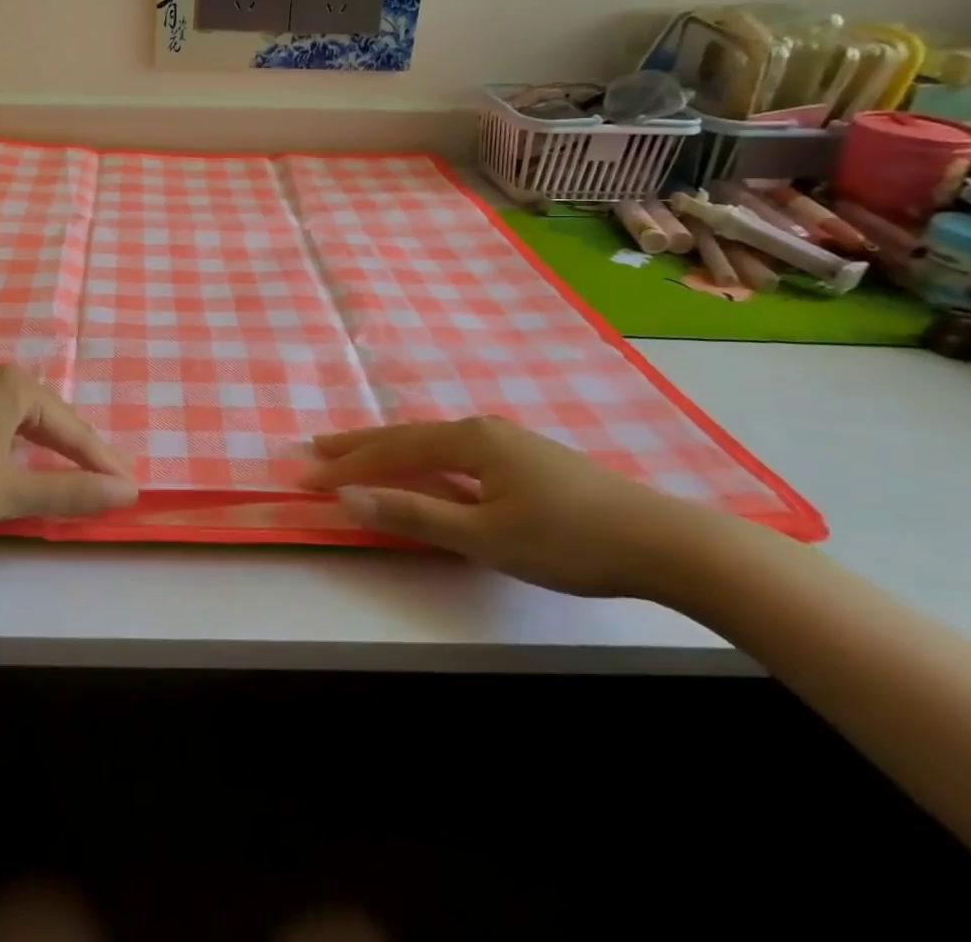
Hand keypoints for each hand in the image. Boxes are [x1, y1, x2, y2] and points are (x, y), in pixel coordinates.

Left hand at [0, 365, 138, 538]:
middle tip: (108, 484)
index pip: (73, 428)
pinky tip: (17, 463)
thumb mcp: (8, 491)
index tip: (131, 490)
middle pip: (50, 419)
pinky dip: (17, 447)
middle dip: (79, 453)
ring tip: (73, 475)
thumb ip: (69, 491)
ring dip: (48, 450)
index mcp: (15, 386)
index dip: (102, 463)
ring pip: (22, 422)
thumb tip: (127, 493)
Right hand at [301, 415, 735, 597]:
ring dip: (390, 450)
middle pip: (406, 436)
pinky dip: (422, 459)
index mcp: (468, 441)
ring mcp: (506, 441)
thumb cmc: (568, 540)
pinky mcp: (525, 458)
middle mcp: (481, 429)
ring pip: (431, 443)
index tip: (305, 476)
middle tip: (316, 447)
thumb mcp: (484, 536)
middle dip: (359, 445)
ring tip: (357, 455)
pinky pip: (454, 453)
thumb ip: (414, 514)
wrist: (664, 542)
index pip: (391, 451)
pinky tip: (424, 469)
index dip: (347, 466)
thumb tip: (349, 499)